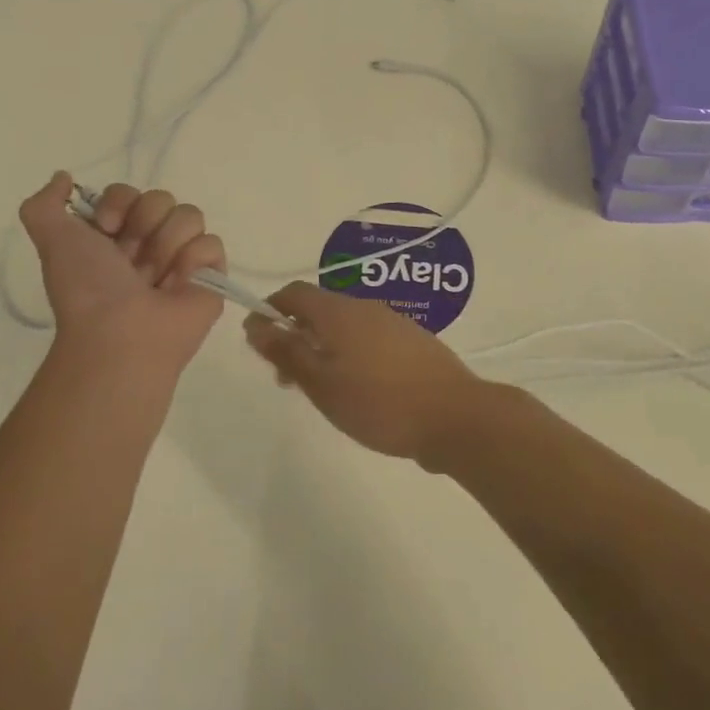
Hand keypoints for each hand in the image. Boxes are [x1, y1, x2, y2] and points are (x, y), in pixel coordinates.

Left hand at [18, 173, 225, 371]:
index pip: (130, 192)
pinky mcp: (211, 274)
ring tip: (155, 278)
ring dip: (167, 245)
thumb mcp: (51, 240)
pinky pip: (212, 243)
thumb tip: (63, 176)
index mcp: (115, 235)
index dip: (119, 204)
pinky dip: (193, 262)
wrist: (120, 334)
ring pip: (190, 215)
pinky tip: (178, 285)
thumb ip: (44, 204)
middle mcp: (149, 242)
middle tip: (131, 261)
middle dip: (144, 225)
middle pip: (162, 198)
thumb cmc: (88, 289)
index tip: (105, 230)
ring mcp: (183, 257)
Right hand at [241, 282, 495, 468]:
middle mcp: (366, 308)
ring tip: (320, 391)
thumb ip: (286, 352)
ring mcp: (393, 323)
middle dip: (296, 335)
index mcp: (340, 312)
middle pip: (320, 310)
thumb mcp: (321, 383)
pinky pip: (368, 339)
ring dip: (322, 348)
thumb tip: (255, 323)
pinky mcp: (413, 342)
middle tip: (286, 379)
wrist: (454, 416)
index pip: (295, 292)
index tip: (260, 343)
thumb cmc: (379, 402)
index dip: (271, 310)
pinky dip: (350, 355)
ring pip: (345, 327)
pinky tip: (357, 390)